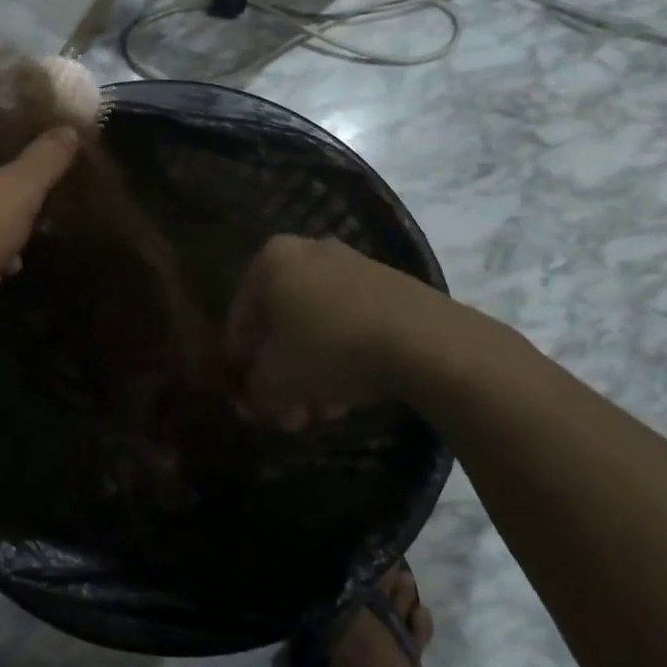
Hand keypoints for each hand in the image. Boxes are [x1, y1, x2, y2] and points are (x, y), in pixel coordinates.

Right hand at [225, 235, 455, 428]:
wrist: (426, 341)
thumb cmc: (330, 348)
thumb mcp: (277, 379)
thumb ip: (255, 389)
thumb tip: (255, 399)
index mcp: (272, 260)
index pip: (240, 316)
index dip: (240, 361)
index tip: (246, 395)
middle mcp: (309, 253)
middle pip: (283, 323)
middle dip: (282, 374)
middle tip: (286, 413)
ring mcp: (355, 267)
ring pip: (319, 329)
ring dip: (313, 373)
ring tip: (321, 414)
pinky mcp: (392, 288)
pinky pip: (351, 327)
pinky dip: (344, 360)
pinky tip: (348, 398)